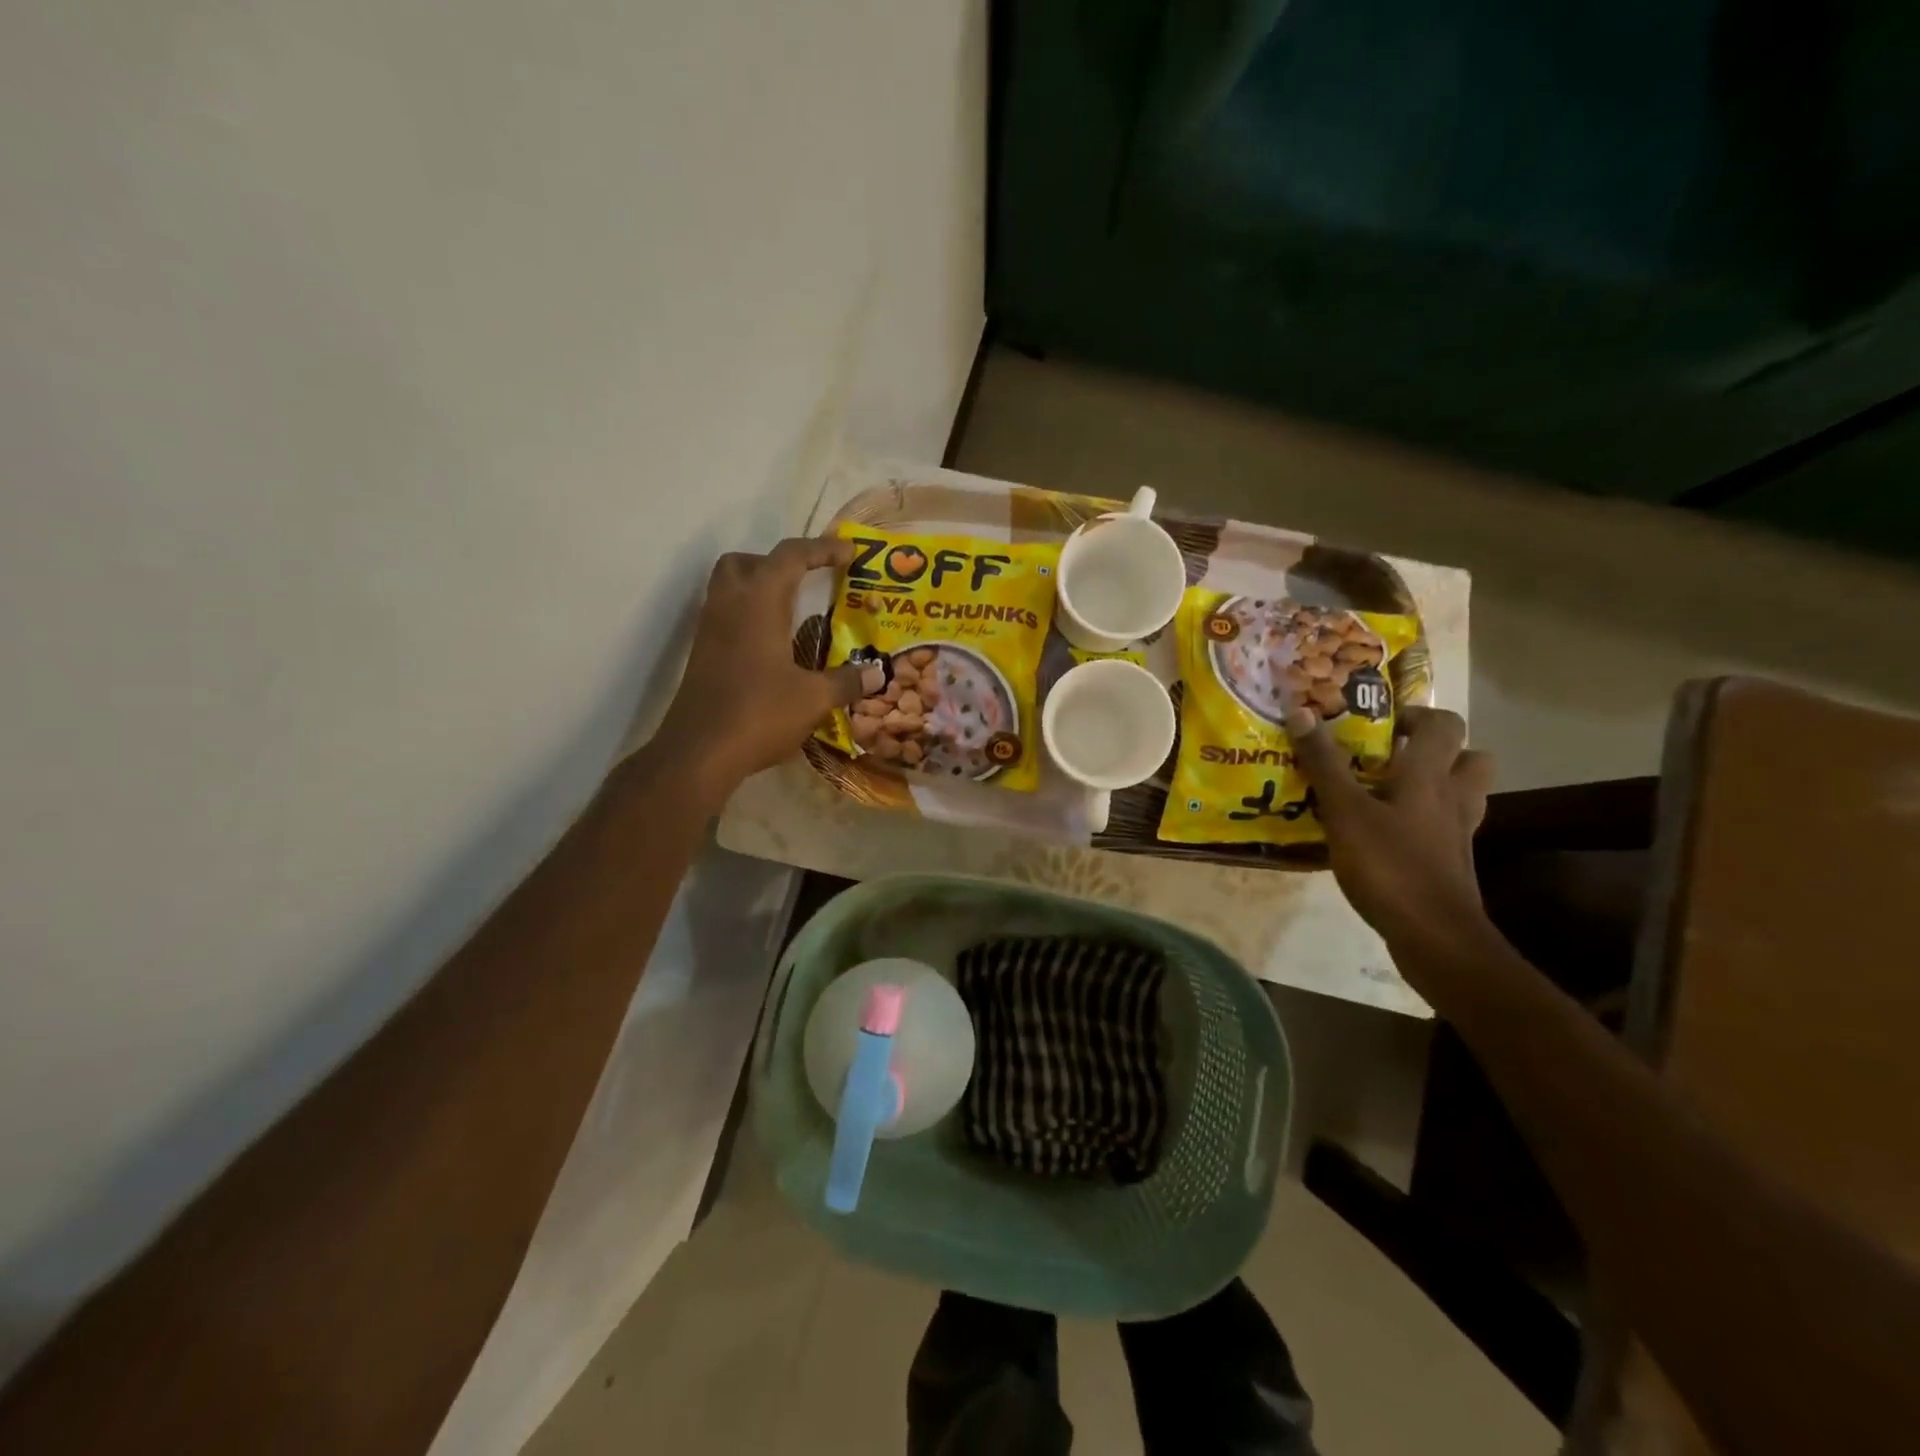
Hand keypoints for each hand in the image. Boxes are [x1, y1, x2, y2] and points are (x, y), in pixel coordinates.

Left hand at [652, 537, 880, 800]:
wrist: (699, 752)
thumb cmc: (760, 713)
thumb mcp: (814, 699)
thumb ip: (847, 682)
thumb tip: (878, 674)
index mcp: (759, 602)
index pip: (790, 556)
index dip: (822, 549)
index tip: (849, 553)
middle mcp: (729, 605)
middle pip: (746, 562)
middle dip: (778, 563)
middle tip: (807, 581)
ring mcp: (710, 630)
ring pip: (729, 587)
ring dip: (760, 588)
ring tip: (793, 613)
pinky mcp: (702, 654)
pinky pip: (725, 616)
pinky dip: (749, 616)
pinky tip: (773, 647)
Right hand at [1285, 705, 1495, 952]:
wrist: (1434, 935)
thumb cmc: (1389, 864)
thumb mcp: (1345, 811)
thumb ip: (1324, 763)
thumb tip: (1301, 710)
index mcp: (1430, 775)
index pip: (1443, 724)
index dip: (1415, 714)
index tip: (1379, 723)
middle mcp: (1453, 797)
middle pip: (1468, 757)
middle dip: (1435, 749)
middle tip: (1390, 756)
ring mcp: (1458, 832)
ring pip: (1462, 792)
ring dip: (1435, 783)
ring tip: (1390, 790)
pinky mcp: (1452, 861)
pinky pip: (1445, 826)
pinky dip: (1423, 821)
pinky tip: (1388, 832)